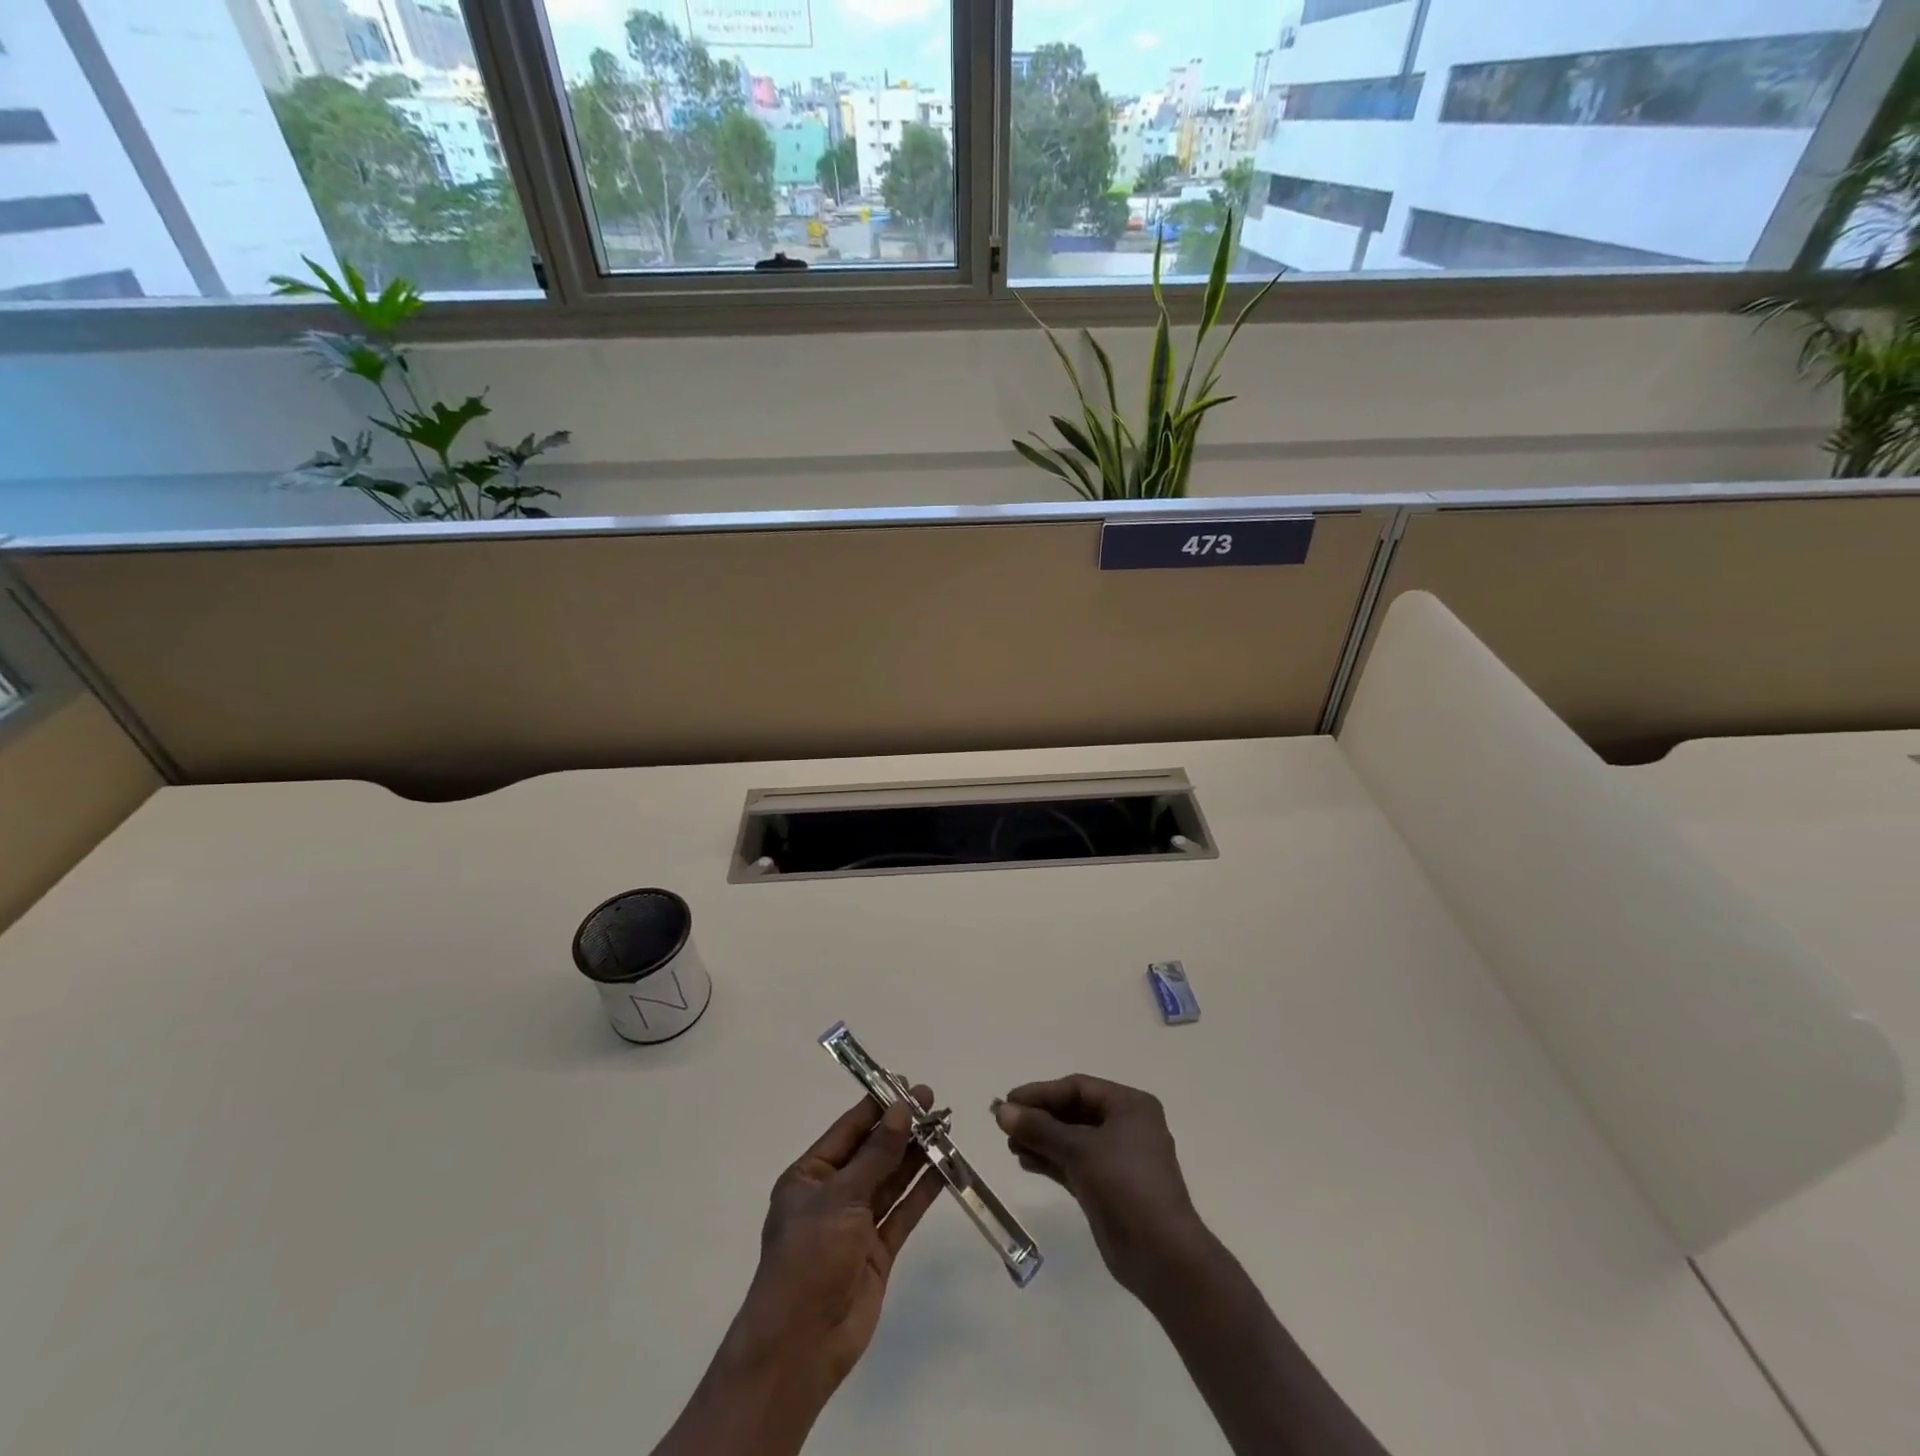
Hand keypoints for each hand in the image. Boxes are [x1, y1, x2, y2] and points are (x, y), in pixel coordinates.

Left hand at [734, 1089, 943, 1393]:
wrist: (800, 1347)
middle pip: (872, 1153)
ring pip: (890, 1180)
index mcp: (809, 1177)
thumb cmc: (808, 1258)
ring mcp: (856, 1225)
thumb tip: (901, 1110)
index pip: (848, 1131)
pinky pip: (902, 1212)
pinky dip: (922, 1191)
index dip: (877, 1106)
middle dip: (901, 1128)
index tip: (907, 1085)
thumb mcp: (840, 1198)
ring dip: (915, 1155)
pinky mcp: (877, 1252)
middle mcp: (832, 1195)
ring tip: (945, 1127)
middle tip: (935, 1102)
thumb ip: (876, 1155)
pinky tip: (944, 1170)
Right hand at [995, 1075, 1206, 1296]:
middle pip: (1074, 1112)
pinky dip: (1051, 1160)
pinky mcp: (1108, 1187)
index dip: (1041, 1093)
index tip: (1009, 1101)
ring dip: (1042, 1140)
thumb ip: (1039, 1129)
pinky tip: (1025, 1161)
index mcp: (1130, 1105)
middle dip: (1040, 1117)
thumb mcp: (1080, 1150)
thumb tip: (1002, 1111)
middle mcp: (1126, 1126)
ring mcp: (1118, 1159)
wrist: (1162, 1256)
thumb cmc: (1125, 1186)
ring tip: (1011, 1145)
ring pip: (1072, 1139)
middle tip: (1004, 1124)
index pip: (1078, 1088)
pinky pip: (1074, 1163)